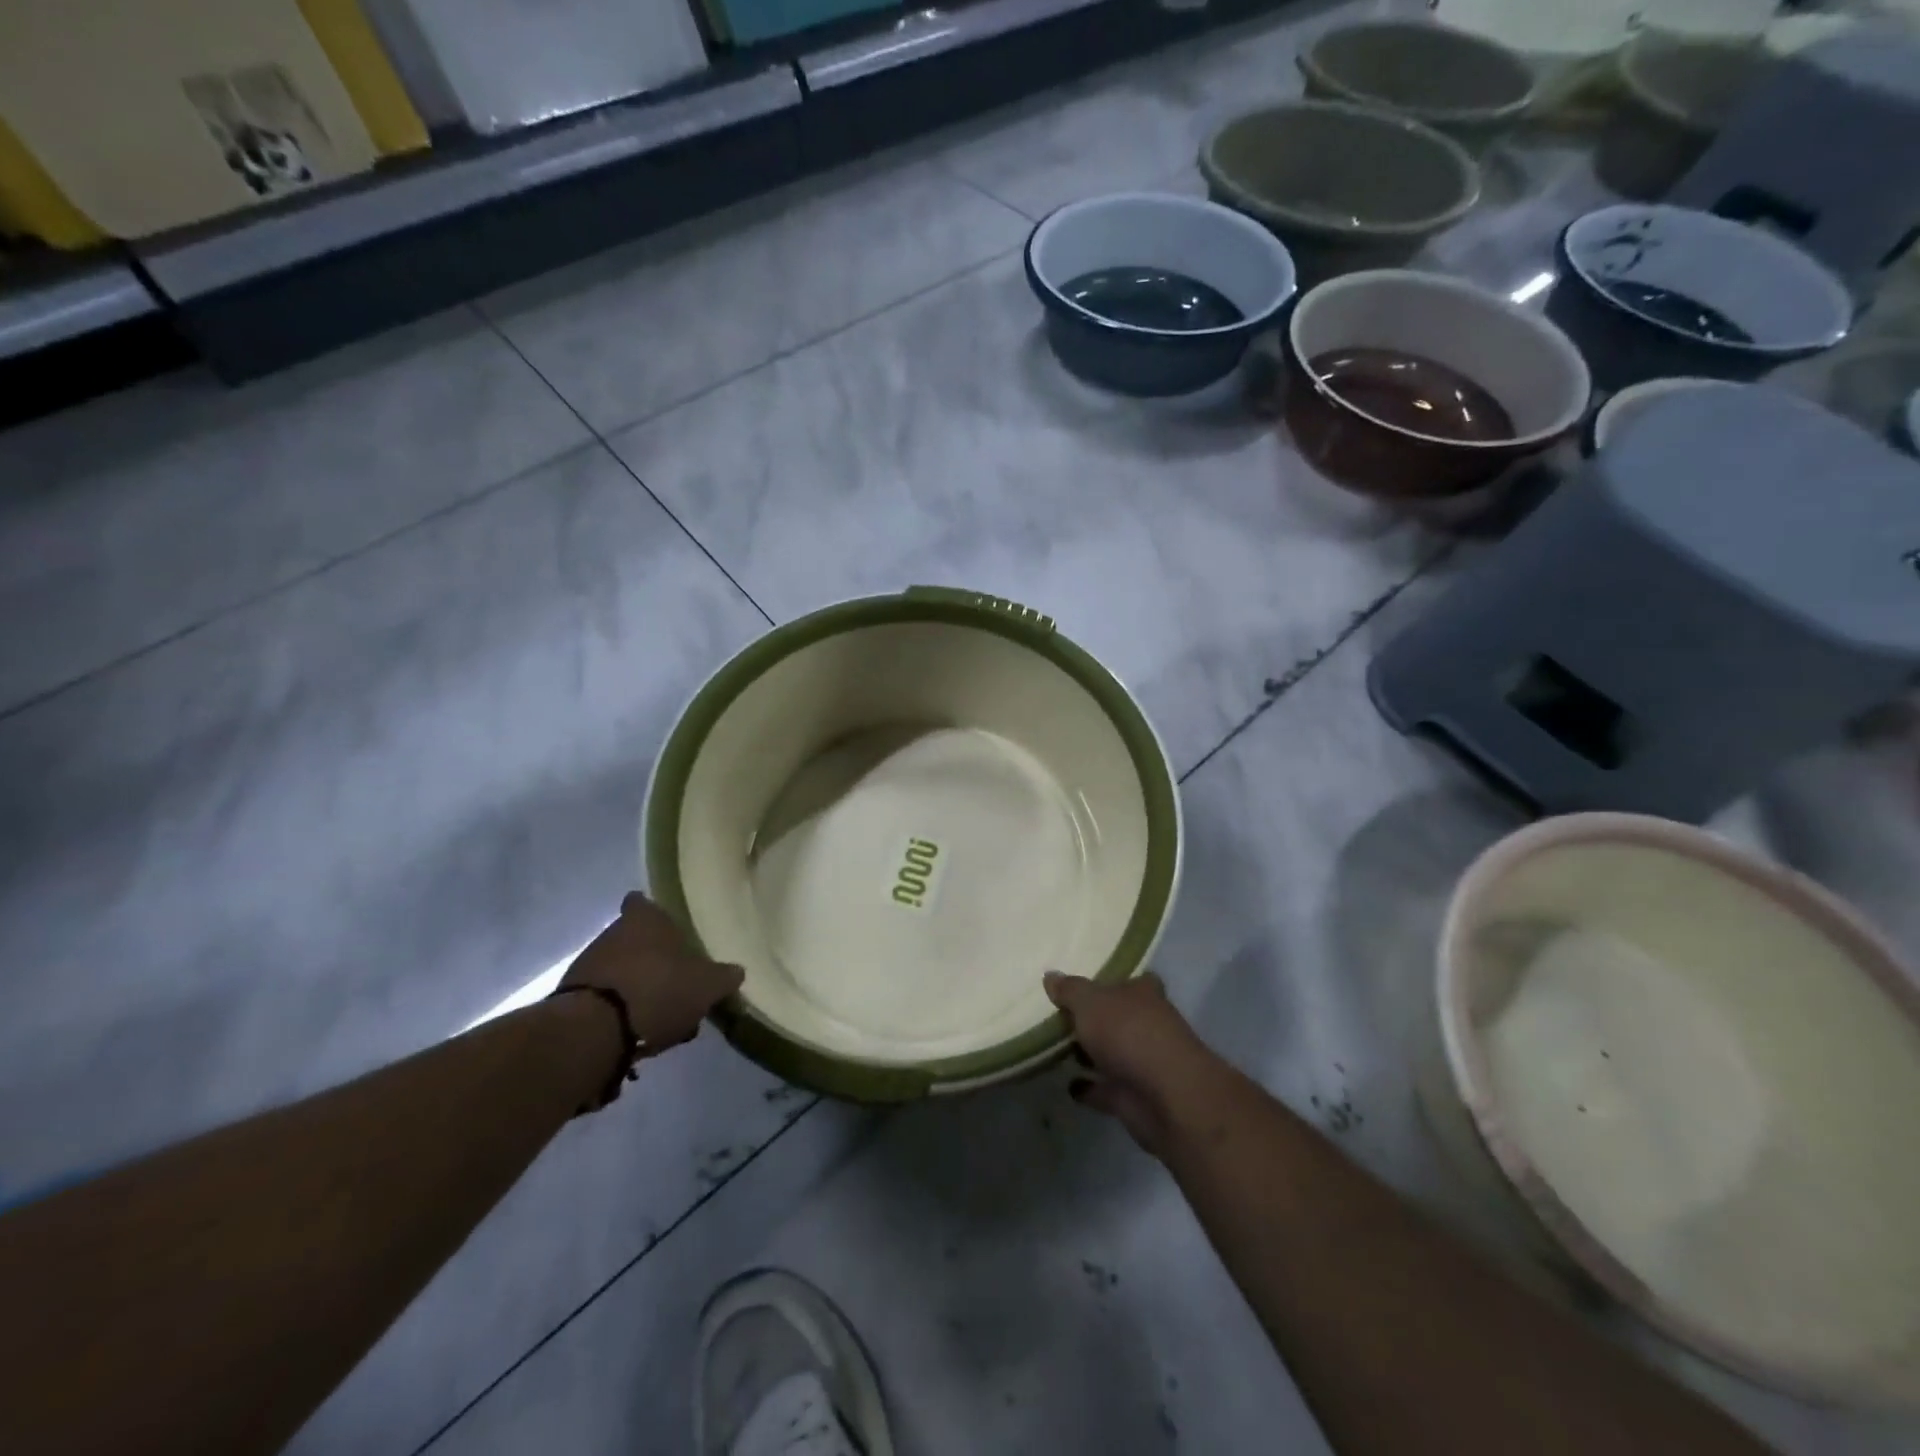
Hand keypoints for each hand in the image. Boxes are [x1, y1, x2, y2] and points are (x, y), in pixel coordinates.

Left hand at [562, 894, 743, 1051]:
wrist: (593, 1032)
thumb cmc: (659, 990)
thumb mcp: (706, 985)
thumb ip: (724, 977)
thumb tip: (736, 971)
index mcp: (645, 919)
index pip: (643, 902)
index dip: (654, 913)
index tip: (667, 929)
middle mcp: (612, 933)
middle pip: (634, 939)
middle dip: (652, 958)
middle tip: (676, 981)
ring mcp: (587, 965)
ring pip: (619, 970)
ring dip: (637, 987)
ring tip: (662, 1015)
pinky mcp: (571, 1000)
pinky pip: (604, 999)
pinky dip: (620, 1010)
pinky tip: (638, 1031)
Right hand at [1043, 971, 1219, 1157]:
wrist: (1165, 1096)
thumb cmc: (1128, 1032)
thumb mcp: (1090, 1001)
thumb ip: (1069, 990)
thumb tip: (1050, 975)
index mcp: (1144, 994)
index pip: (1133, 981)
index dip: (1113, 982)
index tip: (1088, 983)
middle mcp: (1147, 1025)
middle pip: (1119, 1017)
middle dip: (1095, 1019)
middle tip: (1060, 1016)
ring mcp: (1142, 1062)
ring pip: (1111, 1053)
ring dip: (1090, 1053)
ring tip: (1056, 1049)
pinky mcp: (1134, 1096)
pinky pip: (1104, 1088)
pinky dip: (1089, 1087)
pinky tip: (1067, 1085)